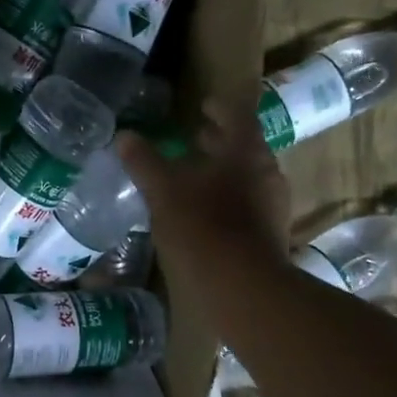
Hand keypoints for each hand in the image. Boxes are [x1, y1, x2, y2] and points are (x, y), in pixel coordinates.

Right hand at [117, 94, 291, 325]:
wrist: (242, 291)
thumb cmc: (202, 230)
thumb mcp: (163, 192)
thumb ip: (145, 162)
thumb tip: (124, 136)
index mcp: (246, 153)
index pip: (237, 116)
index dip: (219, 108)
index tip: (202, 105)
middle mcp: (266, 174)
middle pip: (244, 147)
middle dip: (218, 141)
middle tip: (193, 137)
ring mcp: (272, 207)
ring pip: (245, 178)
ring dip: (221, 172)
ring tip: (192, 177)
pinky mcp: (268, 236)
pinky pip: (246, 205)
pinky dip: (225, 199)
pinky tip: (202, 213)